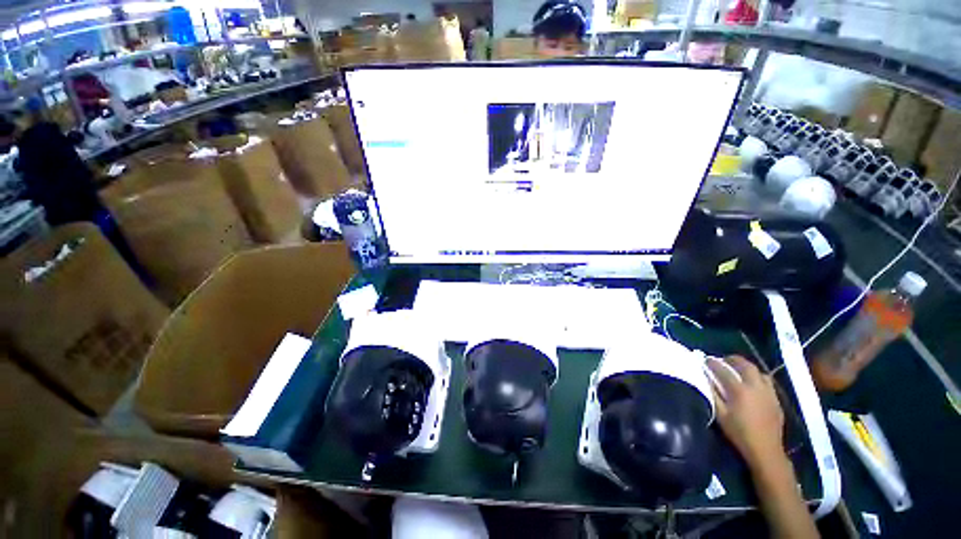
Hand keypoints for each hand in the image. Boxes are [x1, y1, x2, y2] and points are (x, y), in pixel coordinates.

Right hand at [708, 355, 785, 469]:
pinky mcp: (776, 399)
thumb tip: (705, 378)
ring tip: (737, 369)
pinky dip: (757, 377)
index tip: (704, 360)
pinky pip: (767, 381)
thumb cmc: (739, 432)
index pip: (723, 369)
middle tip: (722, 360)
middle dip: (732, 359)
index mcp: (739, 390)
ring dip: (747, 367)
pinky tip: (752, 384)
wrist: (765, 450)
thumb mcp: (720, 414)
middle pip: (745, 365)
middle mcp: (755, 387)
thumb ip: (712, 393)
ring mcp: (768, 392)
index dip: (712, 363)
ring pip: (759, 371)